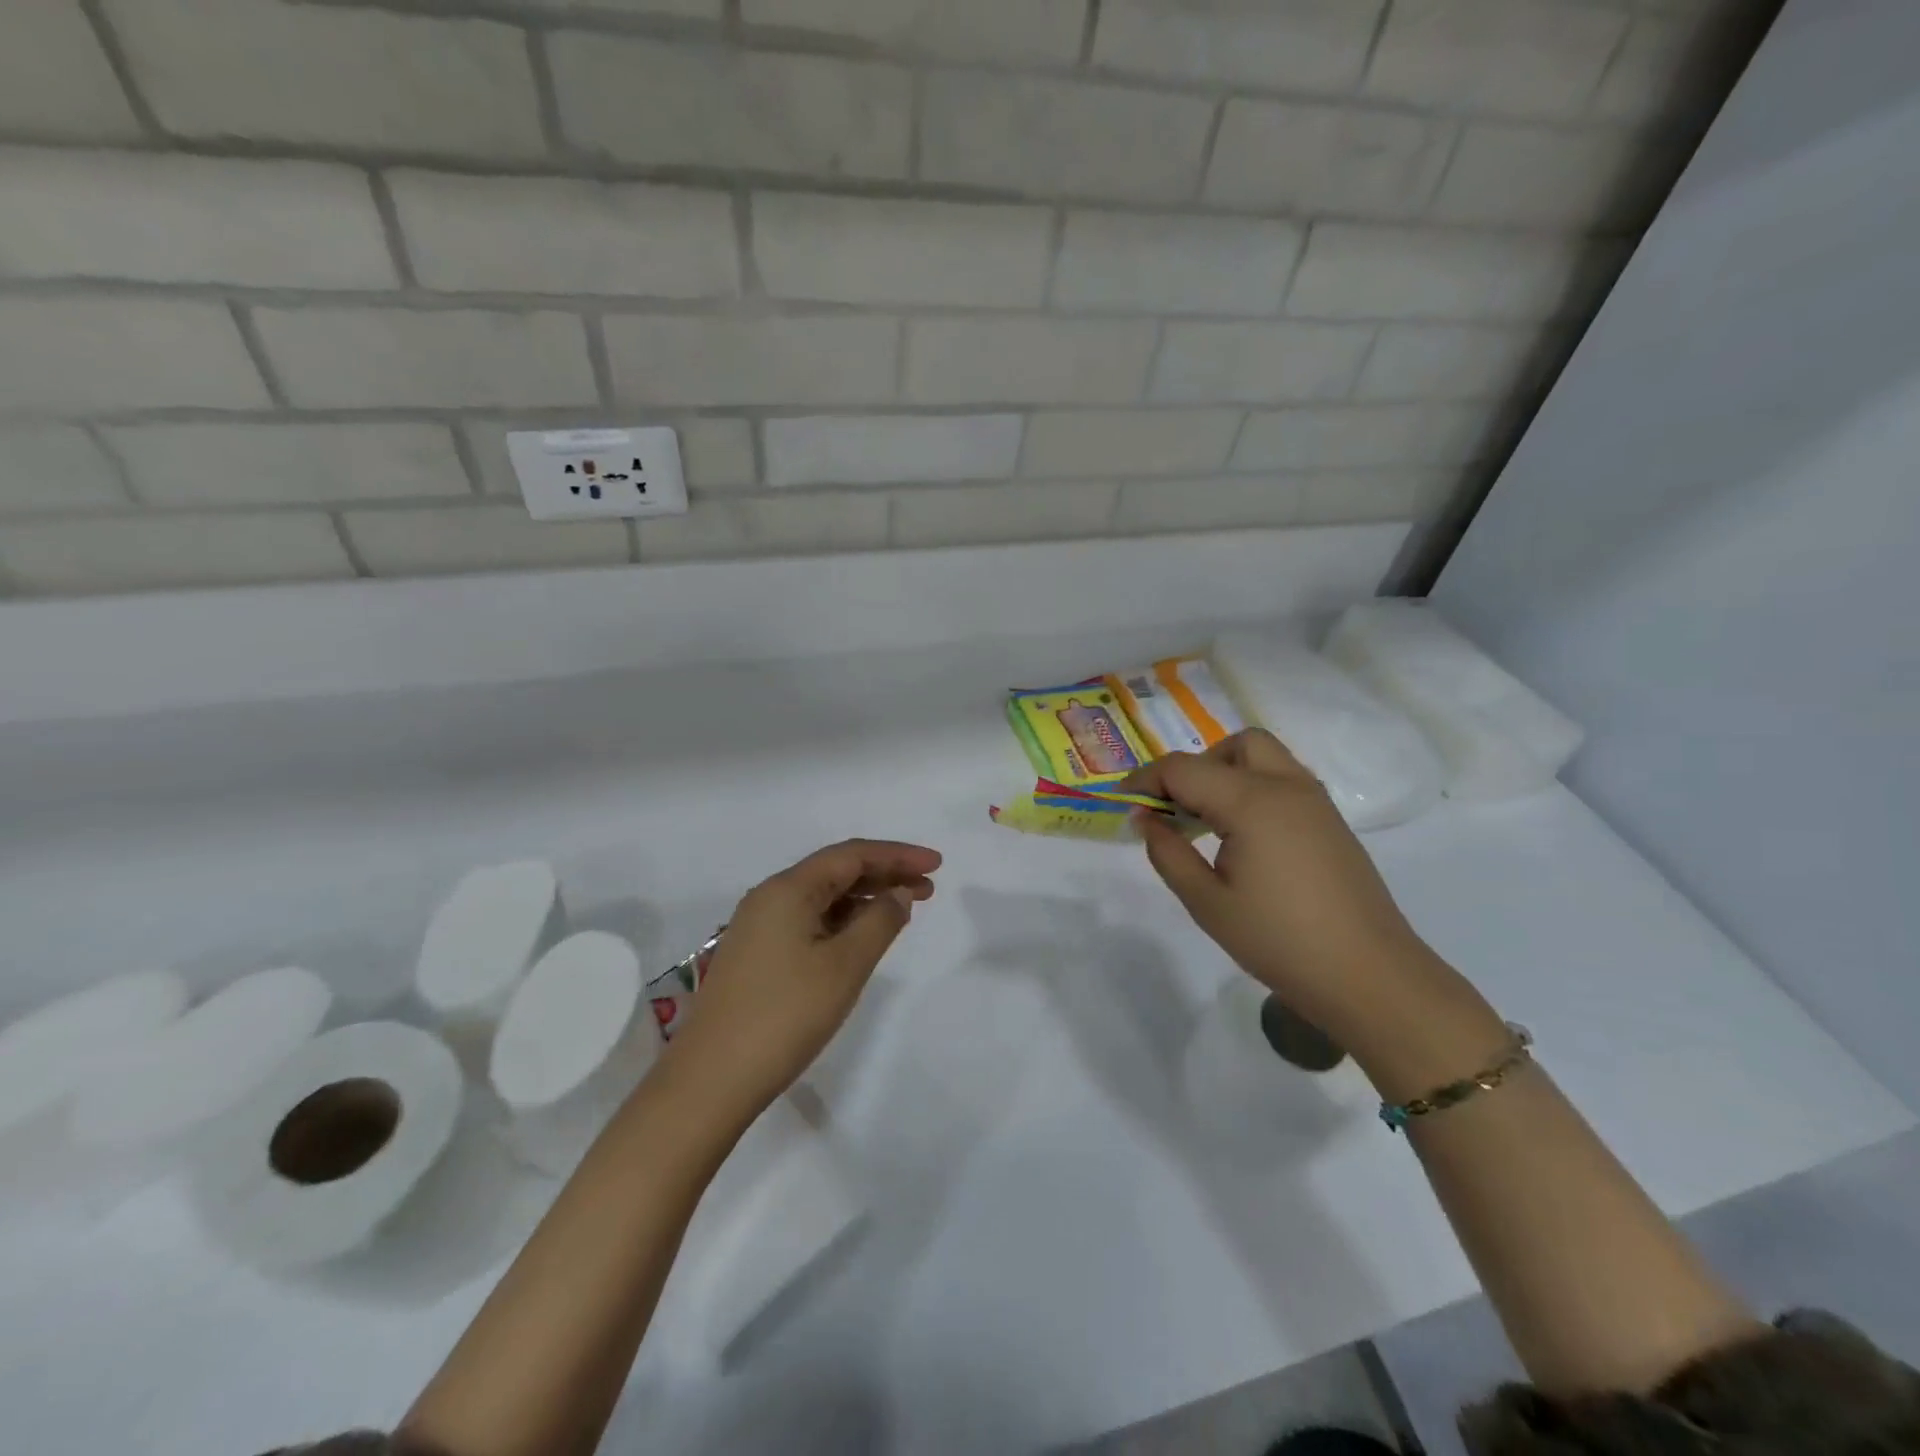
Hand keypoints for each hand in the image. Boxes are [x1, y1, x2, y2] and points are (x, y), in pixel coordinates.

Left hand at [662, 839, 941, 1126]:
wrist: (711, 1080)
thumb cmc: (786, 1015)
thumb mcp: (845, 966)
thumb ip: (880, 922)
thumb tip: (898, 894)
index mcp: (788, 889)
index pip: (852, 855)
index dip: (898, 855)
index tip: (937, 864)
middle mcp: (769, 897)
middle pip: (835, 871)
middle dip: (884, 875)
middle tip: (928, 889)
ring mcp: (758, 927)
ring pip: (821, 897)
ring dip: (864, 899)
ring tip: (903, 911)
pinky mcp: (755, 955)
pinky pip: (807, 920)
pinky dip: (841, 921)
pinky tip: (861, 937)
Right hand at [1123, 729, 1431, 1038]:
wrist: (1369, 976)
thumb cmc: (1279, 940)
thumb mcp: (1207, 902)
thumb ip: (1168, 853)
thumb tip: (1145, 820)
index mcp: (1252, 802)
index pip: (1184, 768)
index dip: (1146, 780)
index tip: (1124, 803)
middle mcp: (1286, 786)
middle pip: (1233, 745)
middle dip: (1196, 766)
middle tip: (1175, 808)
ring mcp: (1315, 801)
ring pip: (1264, 756)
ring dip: (1227, 772)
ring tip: (1207, 822)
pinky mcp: (1331, 821)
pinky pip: (1284, 780)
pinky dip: (1254, 788)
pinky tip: (1243, 836)